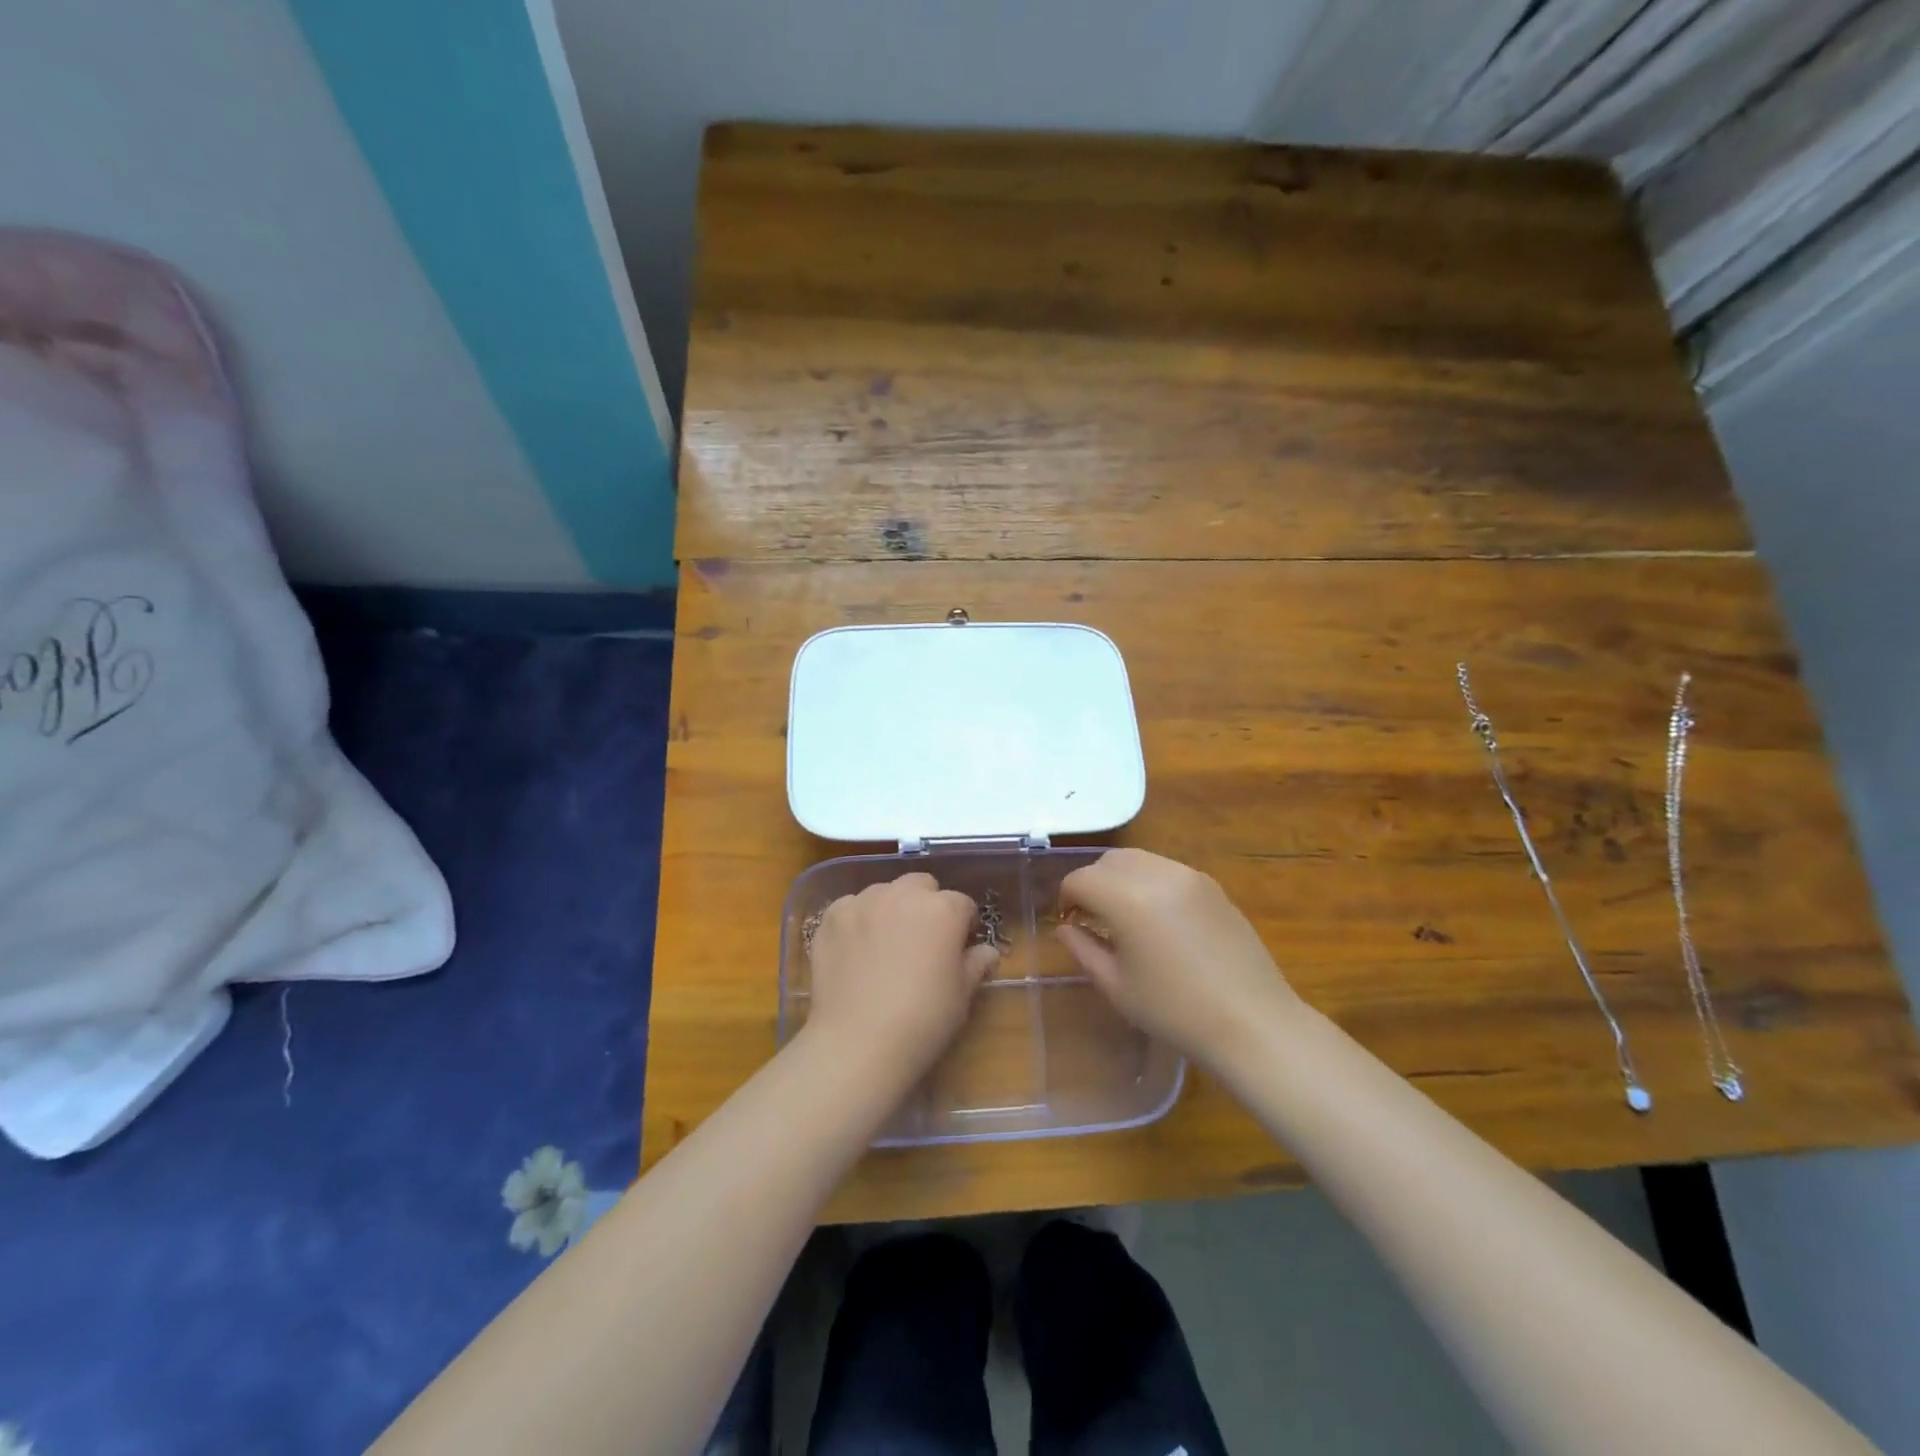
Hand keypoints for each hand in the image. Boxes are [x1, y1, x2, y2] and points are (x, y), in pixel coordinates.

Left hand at [803, 873, 998, 1090]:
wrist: (859, 1043)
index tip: (957, 947)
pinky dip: (857, 920)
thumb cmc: (923, 1020)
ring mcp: (863, 903)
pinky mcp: (832, 917)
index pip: (962, 904)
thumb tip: (986, 952)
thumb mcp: (961, 995)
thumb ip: (975, 964)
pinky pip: (850, 906)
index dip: (962, 925)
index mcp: (943, 909)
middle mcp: (903, 895)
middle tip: (922, 939)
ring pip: (884, 892)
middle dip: (926, 904)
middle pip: (922, 885)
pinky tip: (856, 949)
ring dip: (891, 908)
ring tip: (885, 943)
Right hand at [1056, 848, 1299, 1069]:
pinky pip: (1167, 870)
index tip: (1069, 924)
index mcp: (1128, 898)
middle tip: (1092, 918)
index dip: (1066, 899)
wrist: (1252, 1022)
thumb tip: (1065, 928)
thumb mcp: (1117, 986)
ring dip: (1120, 879)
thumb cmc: (1175, 1011)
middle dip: (1092, 883)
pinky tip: (1157, 919)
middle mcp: (1157, 874)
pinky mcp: (1212, 885)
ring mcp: (1189, 876)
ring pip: (1139, 859)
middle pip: (1108, 861)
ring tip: (1124, 916)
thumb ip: (1083, 949)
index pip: (1081, 879)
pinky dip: (1149, 882)